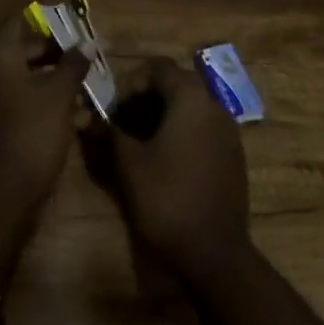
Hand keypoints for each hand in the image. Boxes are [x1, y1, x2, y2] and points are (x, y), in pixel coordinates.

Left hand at [0, 15, 89, 205]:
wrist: (3, 195)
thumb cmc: (32, 132)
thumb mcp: (59, 95)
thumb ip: (73, 65)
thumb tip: (87, 42)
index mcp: (0, 58)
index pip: (17, 23)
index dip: (43, 20)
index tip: (68, 22)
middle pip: (25, 53)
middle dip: (57, 56)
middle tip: (86, 59)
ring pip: (28, 82)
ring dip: (56, 84)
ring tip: (88, 91)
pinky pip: (25, 105)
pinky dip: (47, 106)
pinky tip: (77, 120)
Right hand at [107, 57, 249, 281]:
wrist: (217, 257)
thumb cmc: (168, 200)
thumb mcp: (129, 163)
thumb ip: (109, 132)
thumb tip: (90, 118)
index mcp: (190, 96)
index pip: (156, 67)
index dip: (129, 82)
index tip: (111, 108)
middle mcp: (213, 103)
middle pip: (173, 83)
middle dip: (144, 97)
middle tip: (121, 121)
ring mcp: (228, 130)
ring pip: (189, 106)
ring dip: (161, 114)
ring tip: (138, 141)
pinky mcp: (233, 155)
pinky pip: (202, 127)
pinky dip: (180, 131)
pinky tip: (164, 159)